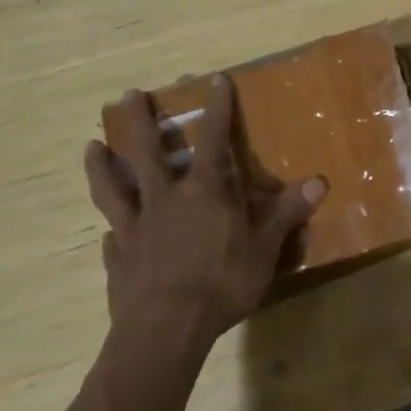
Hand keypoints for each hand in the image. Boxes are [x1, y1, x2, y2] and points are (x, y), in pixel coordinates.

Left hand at [85, 78, 325, 345]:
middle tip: (126, 94)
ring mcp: (135, 228)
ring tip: (91, 146)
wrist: (164, 331)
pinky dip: (110, 229)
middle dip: (139, 121)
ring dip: (102, 165)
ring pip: (113, 187)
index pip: (213, 139)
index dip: (216, 108)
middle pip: (147, 152)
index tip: (215, 80)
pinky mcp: (118, 259)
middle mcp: (165, 199)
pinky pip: (111, 237)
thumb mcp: (264, 249)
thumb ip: (287, 213)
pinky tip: (106, 231)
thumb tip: (319, 181)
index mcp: (204, 191)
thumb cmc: (221, 283)